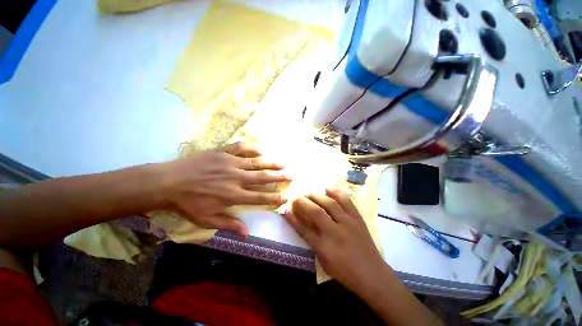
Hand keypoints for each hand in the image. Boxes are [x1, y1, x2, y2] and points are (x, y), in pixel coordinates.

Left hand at [159, 142, 289, 234]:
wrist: (168, 182)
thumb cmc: (188, 203)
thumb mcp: (206, 219)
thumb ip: (229, 225)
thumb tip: (247, 234)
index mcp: (233, 195)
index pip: (259, 197)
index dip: (273, 198)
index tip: (285, 197)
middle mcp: (235, 178)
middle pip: (262, 177)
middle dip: (278, 177)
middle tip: (290, 175)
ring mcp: (229, 163)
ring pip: (255, 162)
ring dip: (270, 163)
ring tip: (282, 163)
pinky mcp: (222, 152)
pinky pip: (240, 148)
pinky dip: (252, 148)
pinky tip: (260, 149)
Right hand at [283, 189, 386, 292]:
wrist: (372, 274)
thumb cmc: (345, 271)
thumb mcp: (324, 261)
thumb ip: (312, 242)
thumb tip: (302, 225)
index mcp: (325, 247)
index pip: (304, 229)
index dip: (293, 218)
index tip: (286, 210)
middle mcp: (335, 232)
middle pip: (315, 212)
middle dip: (303, 203)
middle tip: (297, 199)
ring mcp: (348, 223)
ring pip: (329, 204)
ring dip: (317, 196)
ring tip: (309, 194)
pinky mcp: (357, 219)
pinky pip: (346, 201)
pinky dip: (337, 193)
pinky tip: (329, 188)